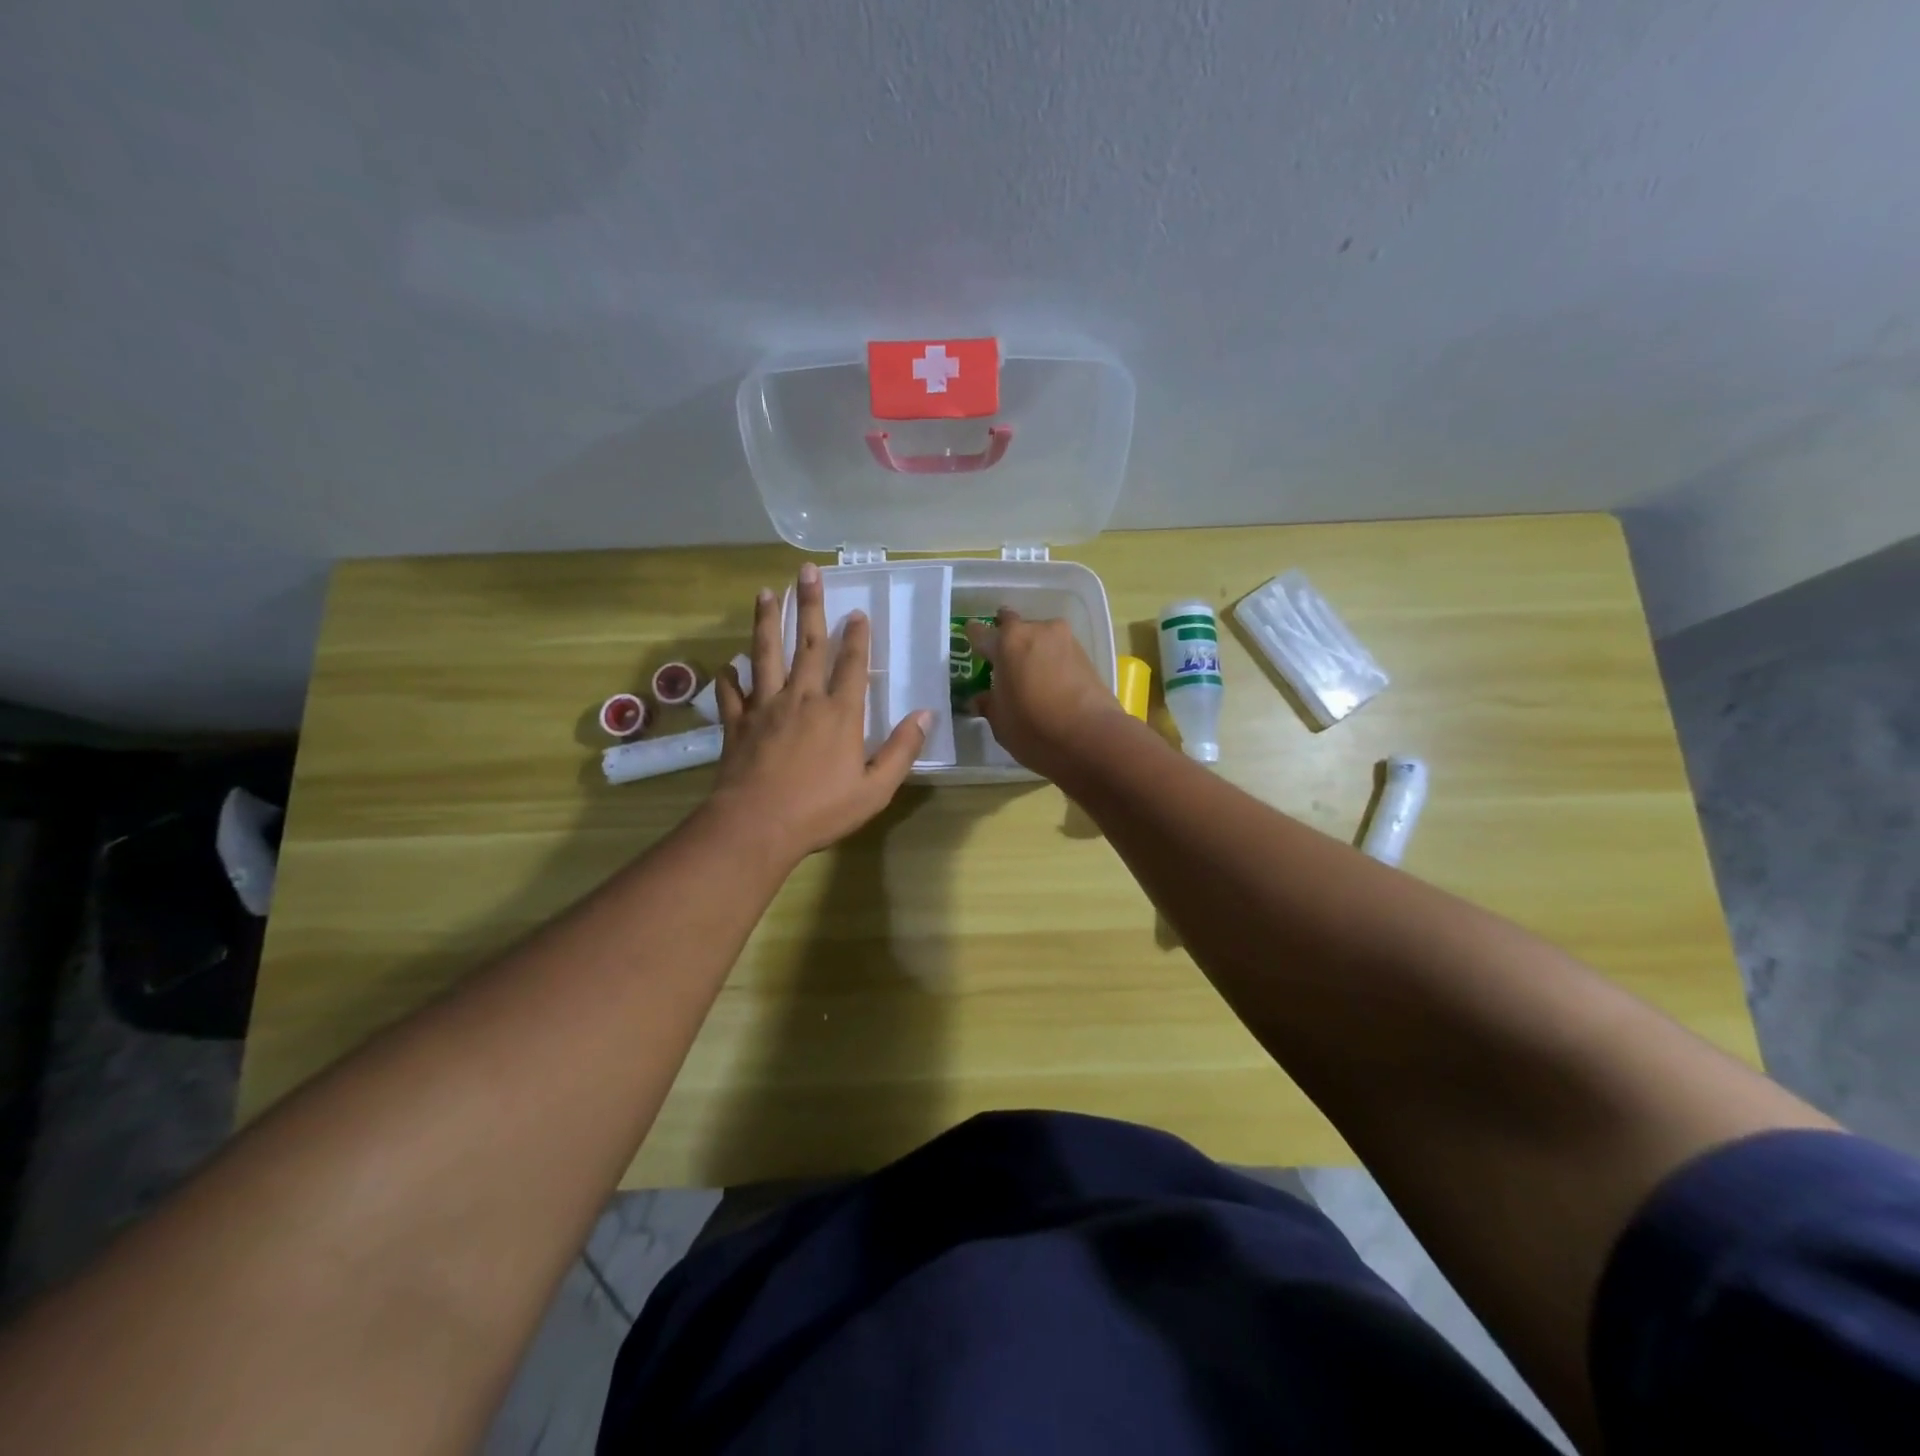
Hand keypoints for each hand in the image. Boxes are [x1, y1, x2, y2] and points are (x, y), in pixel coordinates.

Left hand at [707, 562, 928, 861]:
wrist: (756, 826)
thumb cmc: (821, 810)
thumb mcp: (875, 788)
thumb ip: (902, 749)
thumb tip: (926, 714)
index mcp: (839, 713)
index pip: (851, 664)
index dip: (857, 637)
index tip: (857, 612)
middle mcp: (802, 699)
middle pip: (807, 644)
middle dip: (810, 606)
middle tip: (806, 572)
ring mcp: (765, 708)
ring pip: (765, 655)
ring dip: (766, 622)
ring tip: (766, 593)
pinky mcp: (737, 725)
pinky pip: (732, 694)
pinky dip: (729, 679)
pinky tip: (727, 667)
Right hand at [966, 611, 1127, 778]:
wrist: (1092, 739)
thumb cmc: (1034, 728)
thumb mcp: (1000, 721)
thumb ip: (989, 704)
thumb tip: (980, 699)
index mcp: (1007, 642)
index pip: (982, 632)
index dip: (975, 639)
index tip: (973, 647)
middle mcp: (1036, 630)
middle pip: (1014, 627)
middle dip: (1007, 639)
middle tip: (1003, 662)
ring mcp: (1065, 639)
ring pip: (1040, 638)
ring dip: (1032, 651)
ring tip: (1029, 676)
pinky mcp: (1087, 654)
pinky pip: (1059, 651)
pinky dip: (1051, 661)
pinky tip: (1049, 682)